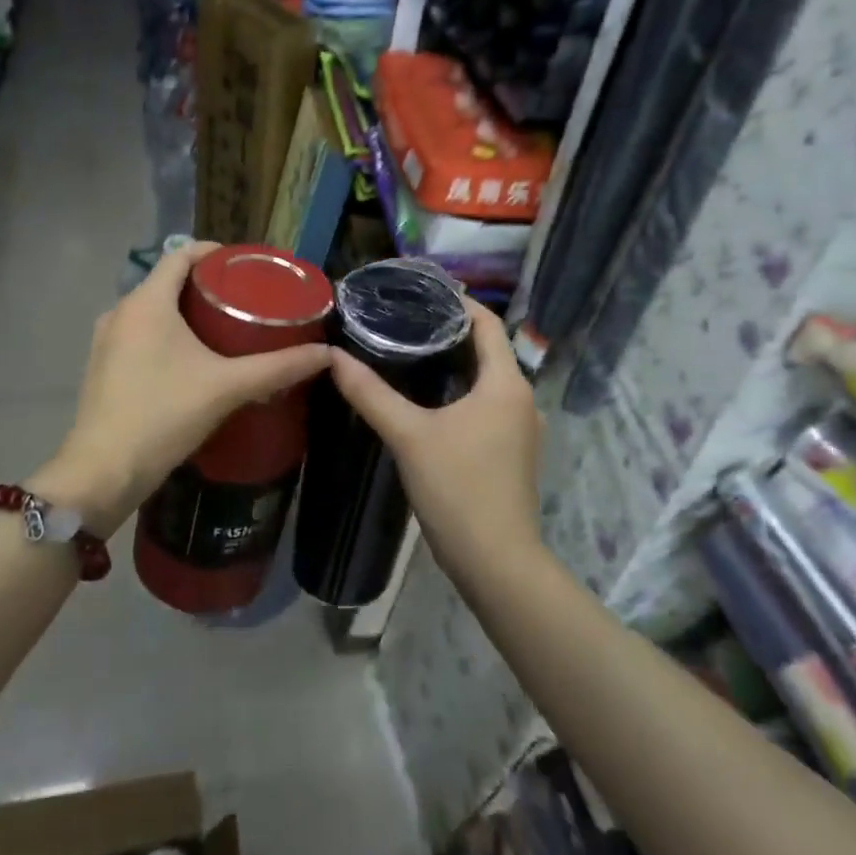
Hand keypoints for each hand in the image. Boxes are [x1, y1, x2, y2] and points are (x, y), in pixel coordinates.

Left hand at [45, 241, 330, 533]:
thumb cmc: (164, 415)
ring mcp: (106, 339)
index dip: (215, 253)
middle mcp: (121, 311)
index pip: (180, 253)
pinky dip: (166, 333)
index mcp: (147, 302)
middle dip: (206, 284)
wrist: (103, 472)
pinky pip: (140, 333)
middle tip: (247, 299)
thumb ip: (279, 367)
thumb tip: (328, 353)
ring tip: (225, 327)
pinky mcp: (102, 365)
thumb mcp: (228, 387)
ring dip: (185, 311)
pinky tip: (192, 359)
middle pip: (168, 281)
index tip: (247, 266)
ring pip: (152, 309)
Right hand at [326, 298, 542, 569]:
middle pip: (488, 350)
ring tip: (411, 353)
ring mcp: (521, 428)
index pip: (488, 324)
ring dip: (456, 364)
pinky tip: (429, 400)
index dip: (459, 303)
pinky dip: (462, 392)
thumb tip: (333, 357)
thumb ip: (370, 394)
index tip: (421, 292)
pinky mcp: (512, 452)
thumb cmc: (458, 488)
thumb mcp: (409, 435)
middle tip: (405, 320)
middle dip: (450, 332)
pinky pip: (488, 405)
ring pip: (488, 380)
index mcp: (506, 383)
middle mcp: (522, 399)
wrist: (496, 562)